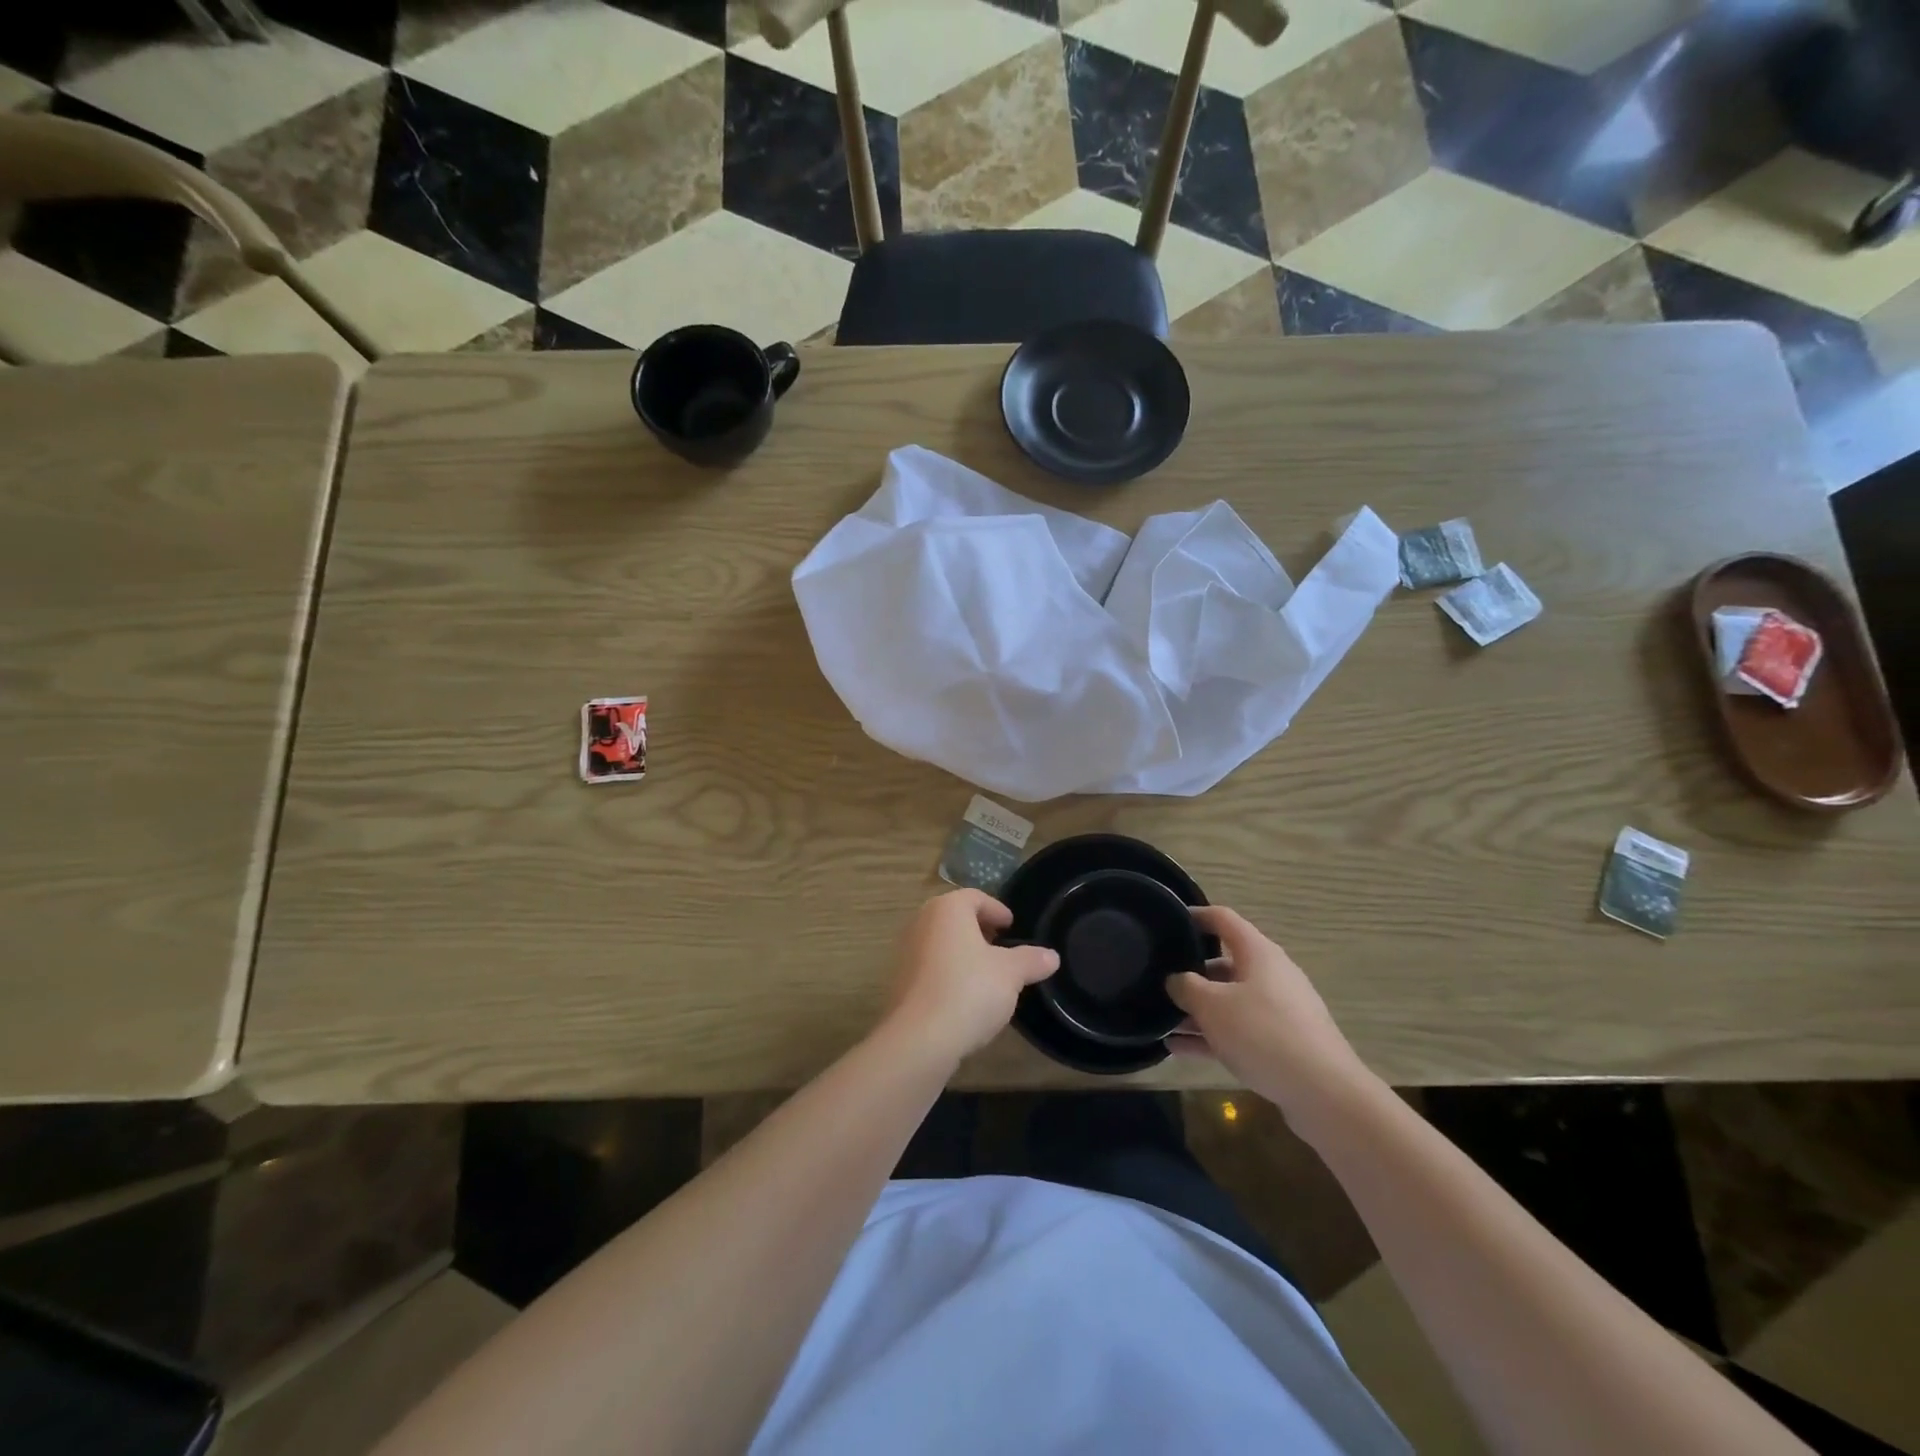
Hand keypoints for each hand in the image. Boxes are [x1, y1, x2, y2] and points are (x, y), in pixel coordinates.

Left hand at [882, 890, 1059, 1067]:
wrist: (920, 1038)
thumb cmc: (969, 990)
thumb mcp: (1011, 974)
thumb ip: (1031, 960)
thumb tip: (1052, 956)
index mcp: (947, 909)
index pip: (975, 897)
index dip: (997, 910)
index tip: (1012, 927)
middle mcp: (921, 922)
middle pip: (955, 918)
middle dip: (980, 931)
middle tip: (1003, 949)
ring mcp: (906, 952)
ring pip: (941, 943)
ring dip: (964, 954)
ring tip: (988, 975)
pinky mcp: (900, 982)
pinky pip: (930, 968)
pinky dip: (949, 974)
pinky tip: (966, 997)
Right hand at [1166, 906, 1369, 1118]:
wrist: (1324, 1093)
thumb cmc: (1263, 1033)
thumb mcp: (1212, 1005)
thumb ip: (1186, 987)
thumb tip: (1175, 980)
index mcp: (1258, 953)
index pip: (1223, 919)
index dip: (1195, 916)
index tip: (1168, 922)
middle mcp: (1271, 975)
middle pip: (1224, 964)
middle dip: (1190, 974)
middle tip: (1158, 982)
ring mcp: (1279, 1011)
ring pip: (1229, 1002)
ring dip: (1197, 1011)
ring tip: (1162, 1022)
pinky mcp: (1282, 1043)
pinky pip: (1239, 1031)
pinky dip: (1211, 1036)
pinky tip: (1179, 1050)